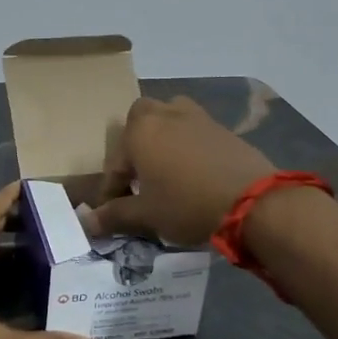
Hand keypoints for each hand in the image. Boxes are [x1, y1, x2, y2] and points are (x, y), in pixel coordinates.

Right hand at [81, 95, 276, 245]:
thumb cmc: (187, 204)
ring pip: (170, 116)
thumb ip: (114, 216)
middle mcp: (165, 115)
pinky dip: (188, 145)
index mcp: (140, 131)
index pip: (115, 162)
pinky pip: (195, 129)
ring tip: (166, 167)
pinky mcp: (223, 128)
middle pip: (141, 119)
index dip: (111, 190)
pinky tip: (194, 171)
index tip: (112, 212)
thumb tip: (85, 223)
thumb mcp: (146, 215)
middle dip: (135, 143)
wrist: (252, 202)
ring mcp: (197, 117)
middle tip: (139, 176)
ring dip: (163, 136)